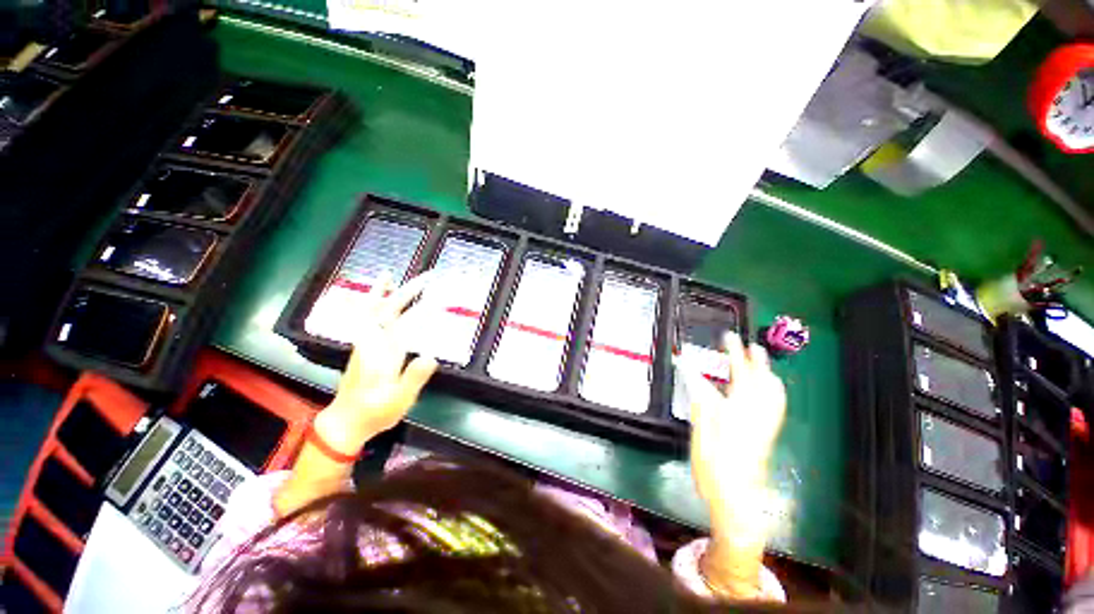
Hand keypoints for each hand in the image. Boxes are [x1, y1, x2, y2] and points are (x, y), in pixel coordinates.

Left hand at [316, 273, 438, 454]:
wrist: (347, 422)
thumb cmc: (375, 411)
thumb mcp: (398, 399)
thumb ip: (412, 378)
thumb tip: (430, 356)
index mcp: (383, 351)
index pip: (402, 322)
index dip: (419, 307)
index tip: (436, 294)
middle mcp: (373, 342)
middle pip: (387, 310)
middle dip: (405, 292)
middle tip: (425, 278)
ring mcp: (368, 344)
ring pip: (373, 312)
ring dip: (382, 293)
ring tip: (387, 276)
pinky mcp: (366, 348)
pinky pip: (368, 319)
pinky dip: (371, 305)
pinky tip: (379, 303)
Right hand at [679, 332, 785, 527]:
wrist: (736, 497)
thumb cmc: (713, 466)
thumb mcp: (700, 432)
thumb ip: (700, 402)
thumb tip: (694, 378)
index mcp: (738, 410)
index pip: (738, 374)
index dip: (733, 353)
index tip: (729, 337)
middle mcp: (756, 414)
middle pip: (760, 380)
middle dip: (755, 359)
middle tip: (748, 344)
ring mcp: (765, 424)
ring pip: (773, 392)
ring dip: (767, 373)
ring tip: (761, 361)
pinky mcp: (767, 434)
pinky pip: (776, 406)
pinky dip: (774, 391)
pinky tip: (770, 389)